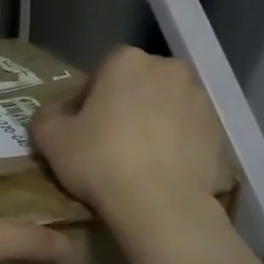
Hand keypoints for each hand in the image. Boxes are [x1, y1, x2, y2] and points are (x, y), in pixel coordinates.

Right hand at [31, 47, 232, 219]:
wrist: (158, 202)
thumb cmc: (99, 160)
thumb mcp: (51, 139)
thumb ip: (46, 117)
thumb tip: (53, 113)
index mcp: (126, 61)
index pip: (103, 70)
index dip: (90, 97)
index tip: (82, 125)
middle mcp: (168, 69)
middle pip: (139, 83)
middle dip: (125, 104)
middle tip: (109, 139)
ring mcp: (198, 98)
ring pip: (166, 105)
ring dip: (152, 122)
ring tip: (137, 157)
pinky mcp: (217, 130)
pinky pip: (187, 130)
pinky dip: (175, 142)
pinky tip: (160, 169)